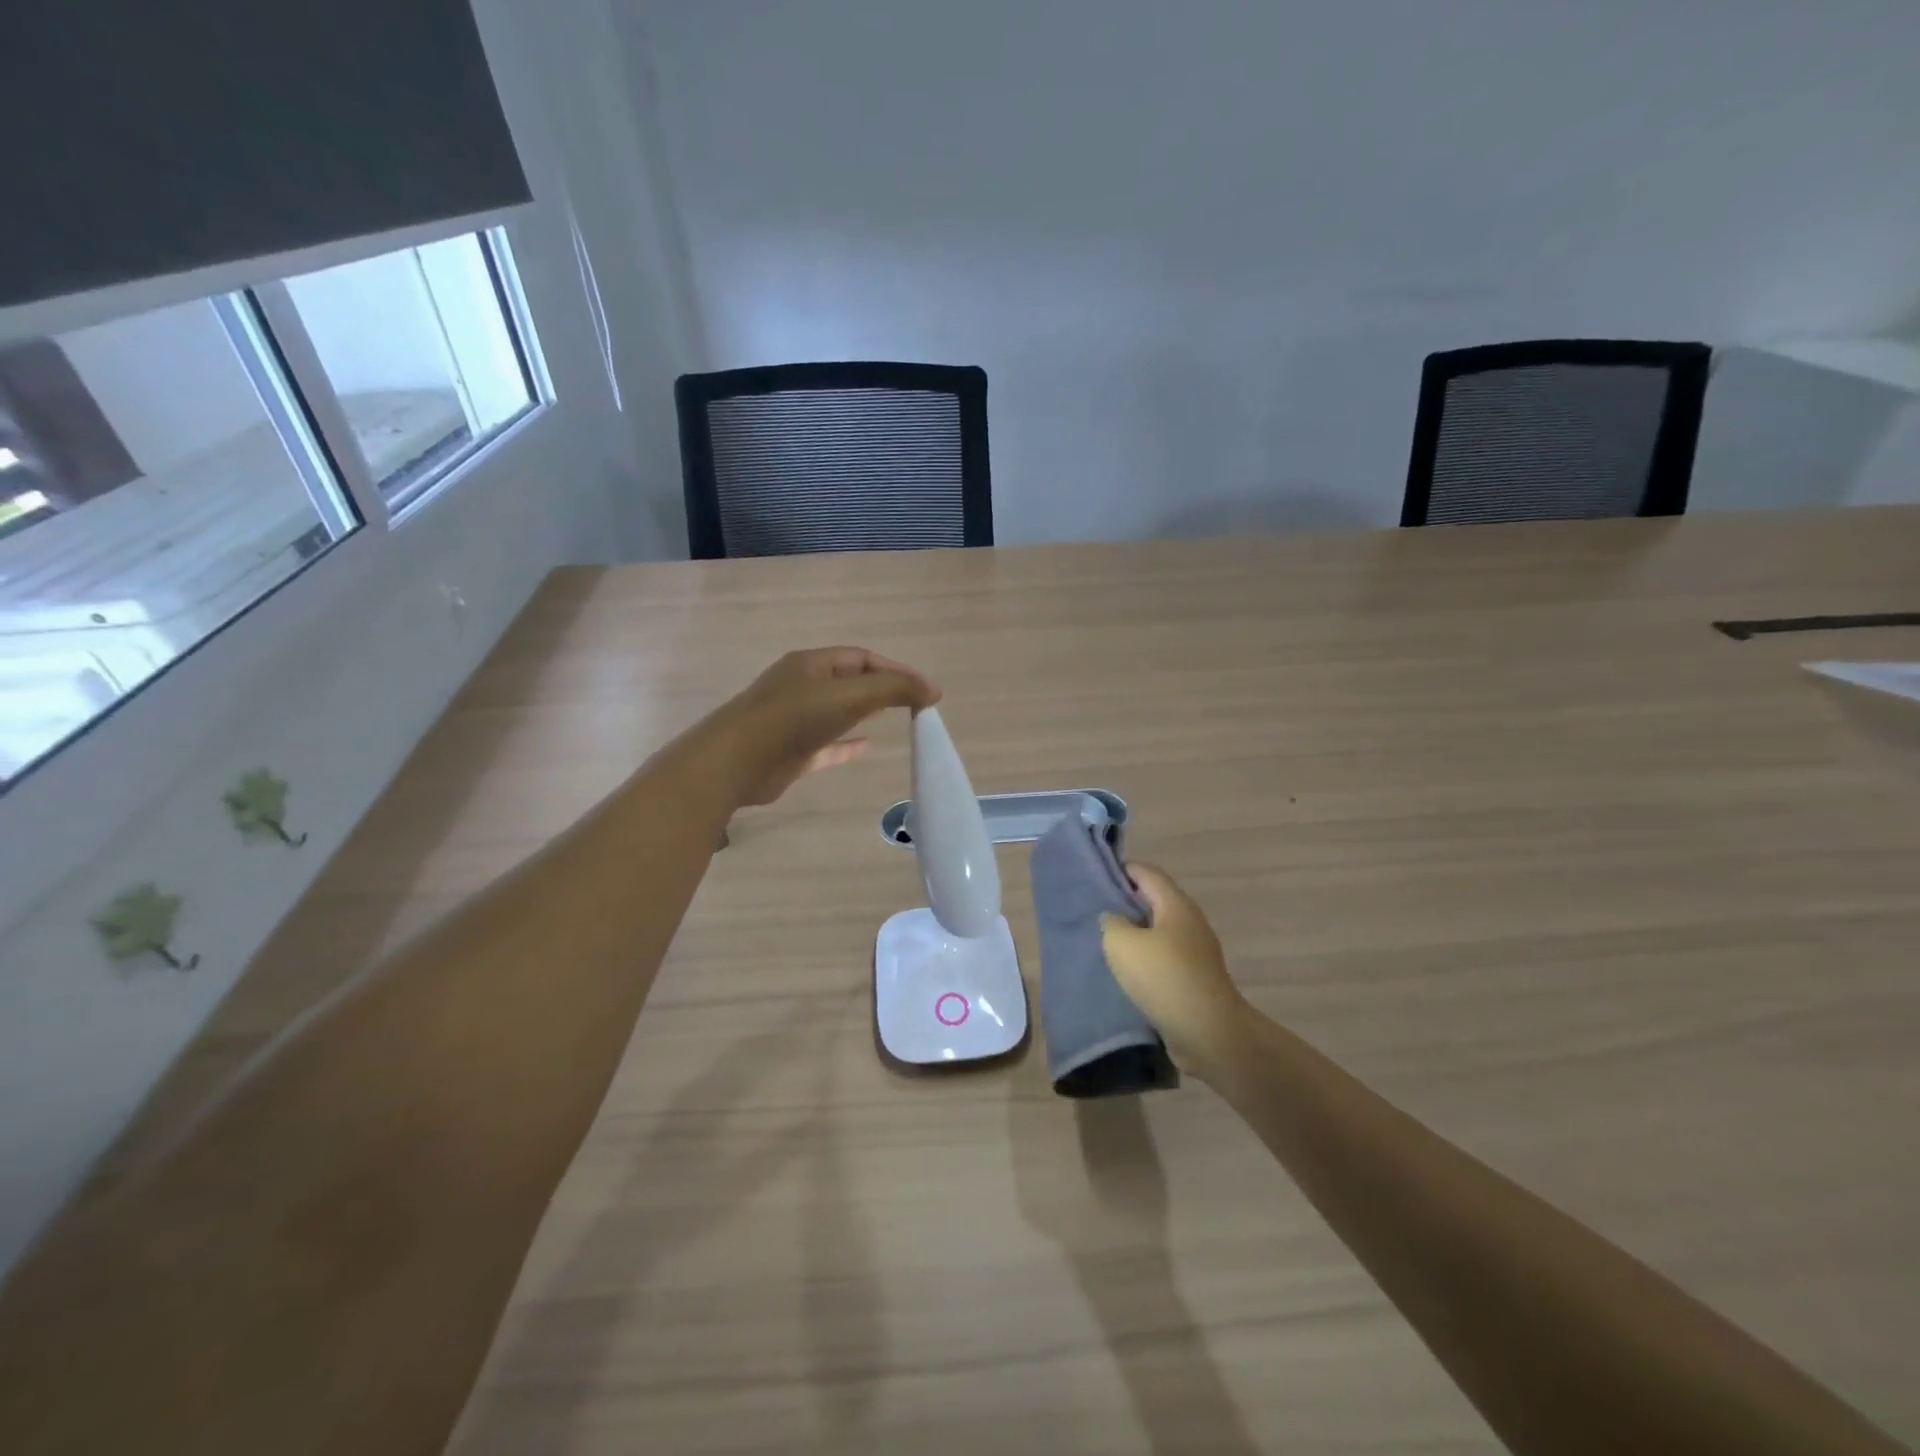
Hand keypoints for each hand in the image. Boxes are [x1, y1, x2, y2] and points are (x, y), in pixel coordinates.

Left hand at [714, 647, 940, 806]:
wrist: (736, 762)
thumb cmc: (794, 719)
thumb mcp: (850, 695)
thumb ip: (893, 689)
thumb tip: (932, 690)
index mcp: (812, 664)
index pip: (862, 658)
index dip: (896, 670)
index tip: (926, 690)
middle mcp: (802, 686)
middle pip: (850, 681)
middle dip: (882, 688)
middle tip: (914, 703)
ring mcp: (794, 719)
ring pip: (838, 711)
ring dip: (866, 713)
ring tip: (896, 719)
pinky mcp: (791, 751)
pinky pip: (827, 744)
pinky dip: (848, 744)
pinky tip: (866, 748)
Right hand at [1101, 865, 1249, 1074]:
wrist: (1208, 1032)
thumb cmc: (1163, 977)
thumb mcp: (1122, 943)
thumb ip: (1112, 923)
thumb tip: (1114, 919)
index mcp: (1175, 904)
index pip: (1147, 873)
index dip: (1122, 870)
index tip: (1096, 879)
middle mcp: (1190, 921)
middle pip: (1154, 900)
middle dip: (1126, 903)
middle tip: (1096, 912)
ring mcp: (1196, 951)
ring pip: (1159, 931)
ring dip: (1135, 934)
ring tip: (1107, 943)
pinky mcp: (1196, 977)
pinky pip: (1165, 957)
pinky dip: (1146, 958)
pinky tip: (1127, 972)